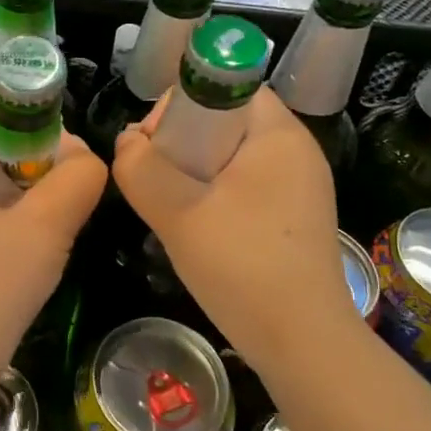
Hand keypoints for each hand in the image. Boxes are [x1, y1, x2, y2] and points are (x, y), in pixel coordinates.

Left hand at [0, 66, 107, 384]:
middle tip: (58, 172)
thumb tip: (82, 156)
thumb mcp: (49, 227)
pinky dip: (3, 183)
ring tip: (46, 200)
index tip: (57, 125)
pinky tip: (24, 221)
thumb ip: (80, 176)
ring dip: (20, 161)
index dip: (23, 85)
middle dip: (29, 130)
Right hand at [112, 87, 355, 363]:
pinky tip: (197, 229)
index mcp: (279, 134)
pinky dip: (214, 196)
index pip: (228, 86)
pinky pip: (245, 186)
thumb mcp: (177, 213)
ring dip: (194, 172)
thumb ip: (140, 168)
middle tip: (155, 179)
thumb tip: (127, 142)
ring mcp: (300, 187)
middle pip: (227, 120)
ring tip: (170, 206)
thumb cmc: (243, 266)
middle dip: (182, 142)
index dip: (183, 103)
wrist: (303, 344)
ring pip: (232, 157)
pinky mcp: (295, 218)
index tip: (155, 143)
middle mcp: (296, 152)